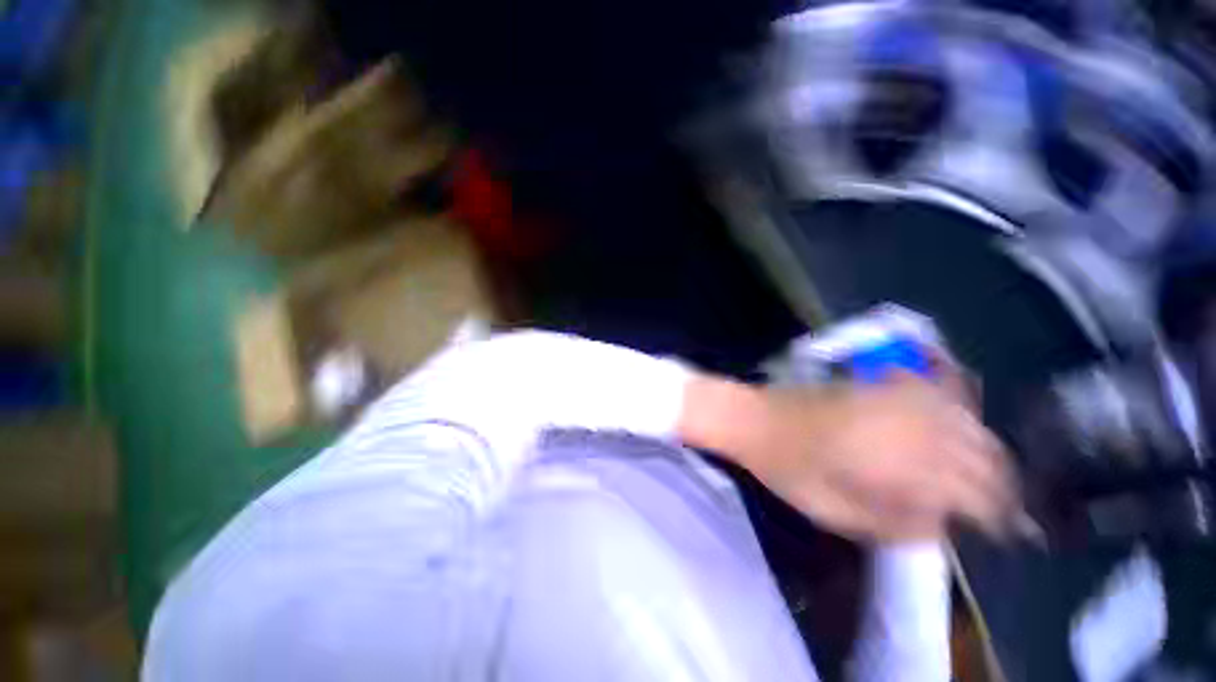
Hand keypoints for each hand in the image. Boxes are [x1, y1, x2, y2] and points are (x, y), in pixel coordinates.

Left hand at [682, 373, 1017, 541]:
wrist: (754, 418)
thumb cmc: (787, 469)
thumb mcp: (834, 513)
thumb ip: (892, 525)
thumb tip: (940, 527)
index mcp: (901, 464)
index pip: (975, 493)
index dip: (996, 516)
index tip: (1005, 533)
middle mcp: (911, 426)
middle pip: (981, 454)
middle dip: (999, 483)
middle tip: (1001, 506)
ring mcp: (895, 397)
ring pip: (968, 422)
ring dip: (986, 448)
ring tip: (988, 473)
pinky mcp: (878, 383)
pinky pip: (936, 388)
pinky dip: (959, 406)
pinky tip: (960, 419)